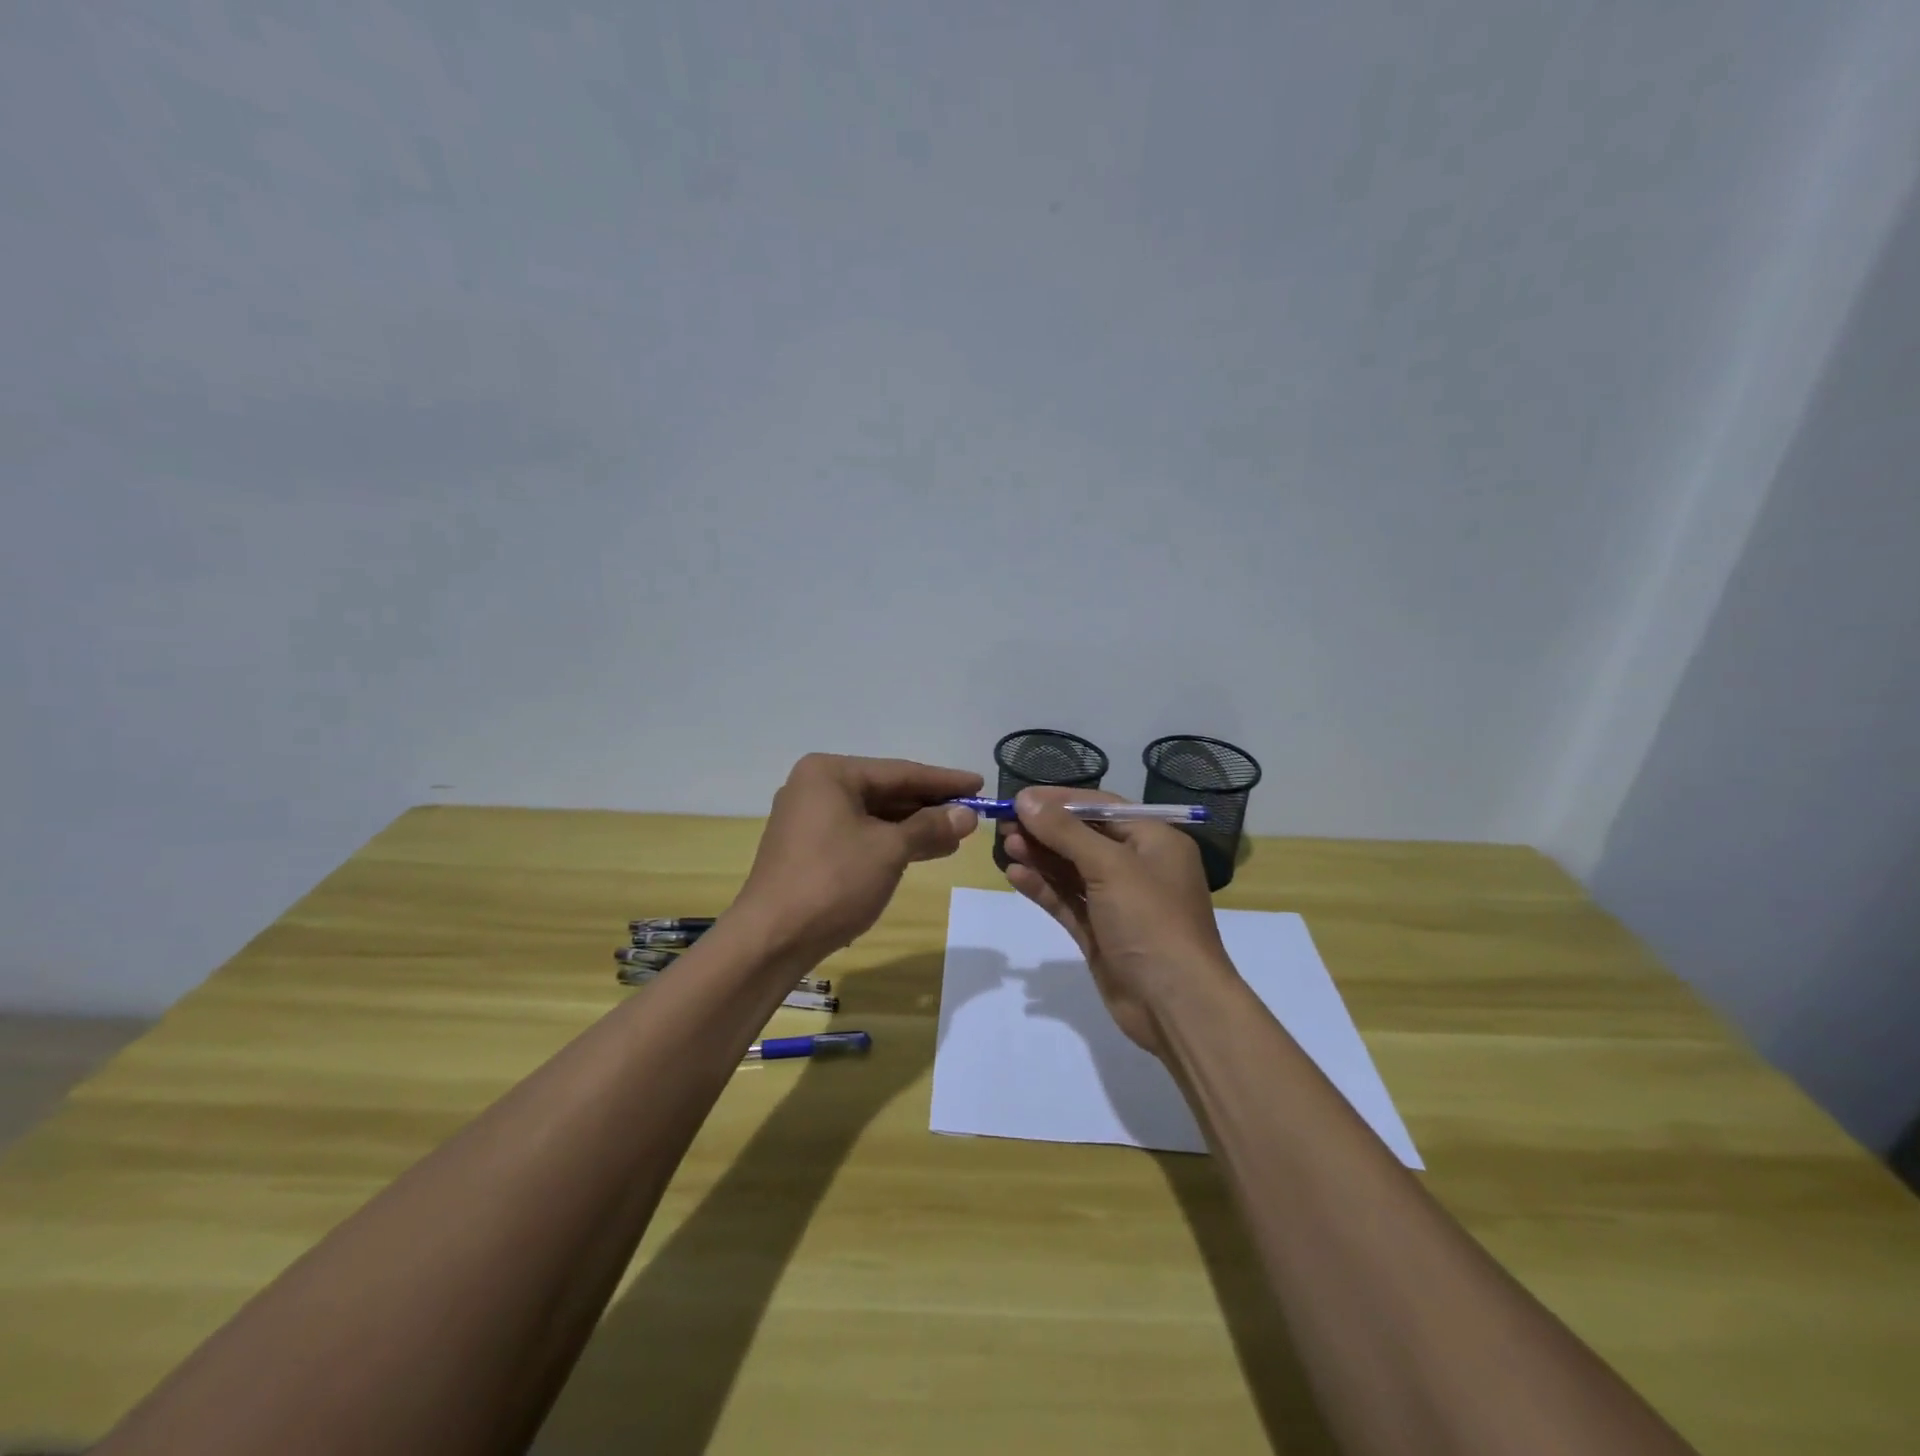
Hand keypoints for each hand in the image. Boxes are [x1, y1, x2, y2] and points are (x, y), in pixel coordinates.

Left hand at [736, 753, 982, 960]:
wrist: (772, 939)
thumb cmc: (833, 881)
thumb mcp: (889, 850)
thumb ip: (930, 827)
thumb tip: (968, 815)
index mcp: (830, 774)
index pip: (900, 772)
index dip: (944, 781)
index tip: (980, 784)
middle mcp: (816, 788)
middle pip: (887, 791)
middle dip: (930, 806)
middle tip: (973, 814)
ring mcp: (809, 819)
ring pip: (875, 816)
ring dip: (914, 827)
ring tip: (957, 837)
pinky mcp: (810, 849)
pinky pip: (860, 835)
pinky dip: (892, 842)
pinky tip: (923, 851)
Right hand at [1002, 787, 1237, 1056]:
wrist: (1175, 1004)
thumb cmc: (1151, 921)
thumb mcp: (1110, 866)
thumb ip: (1065, 832)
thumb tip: (1026, 800)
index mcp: (1155, 841)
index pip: (1102, 808)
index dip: (1060, 801)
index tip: (1021, 798)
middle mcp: (1138, 867)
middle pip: (1084, 838)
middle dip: (1045, 831)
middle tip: (1005, 825)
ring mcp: (1118, 902)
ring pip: (1072, 870)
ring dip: (1040, 857)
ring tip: (1006, 846)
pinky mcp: (1100, 932)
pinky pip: (1067, 901)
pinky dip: (1043, 888)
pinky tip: (1015, 876)